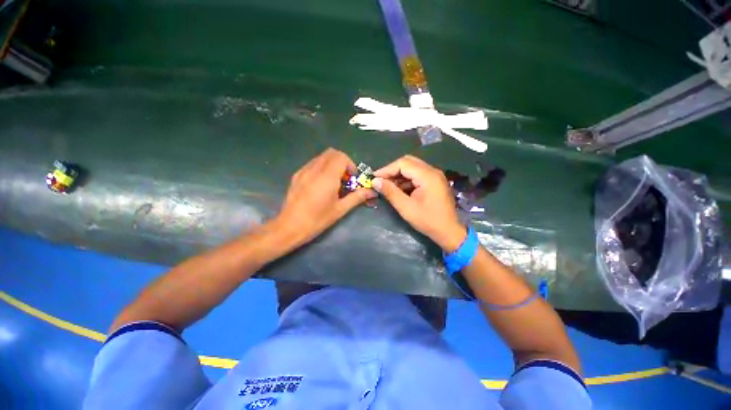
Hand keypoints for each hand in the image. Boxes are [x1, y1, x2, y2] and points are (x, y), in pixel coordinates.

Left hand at [274, 148, 375, 245]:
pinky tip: (321, 184)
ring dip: (332, 164)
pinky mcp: (297, 175)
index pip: (341, 157)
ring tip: (334, 182)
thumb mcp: (340, 209)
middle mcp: (314, 169)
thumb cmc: (317, 219)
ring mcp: (303, 171)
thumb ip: (357, 197)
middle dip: (342, 162)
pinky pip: (313, 163)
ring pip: (321, 157)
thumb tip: (372, 191)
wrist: (289, 227)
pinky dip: (321, 168)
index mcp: (327, 176)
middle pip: (331, 153)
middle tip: (345, 178)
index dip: (350, 164)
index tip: (352, 178)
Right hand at [373, 155, 466, 251]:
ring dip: (399, 175)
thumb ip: (390, 192)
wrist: (448, 231)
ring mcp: (435, 176)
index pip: (403, 163)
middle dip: (392, 170)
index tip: (374, 177)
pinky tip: (399, 189)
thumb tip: (375, 181)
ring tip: (387, 186)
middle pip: (408, 162)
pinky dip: (406, 180)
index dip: (387, 169)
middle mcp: (432, 171)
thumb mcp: (406, 207)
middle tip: (380, 180)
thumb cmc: (428, 220)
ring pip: (412, 168)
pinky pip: (417, 175)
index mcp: (427, 175)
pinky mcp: (434, 182)